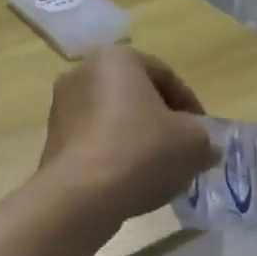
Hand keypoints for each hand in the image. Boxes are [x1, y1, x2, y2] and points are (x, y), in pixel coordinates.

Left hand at [40, 48, 214, 221]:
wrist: (81, 196)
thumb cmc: (141, 152)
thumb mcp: (193, 143)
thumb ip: (204, 138)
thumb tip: (204, 147)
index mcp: (116, 58)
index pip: (165, 76)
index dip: (191, 106)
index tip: (203, 134)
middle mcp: (82, 73)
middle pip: (136, 96)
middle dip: (162, 122)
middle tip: (183, 150)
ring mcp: (61, 108)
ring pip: (114, 120)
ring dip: (138, 139)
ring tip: (158, 171)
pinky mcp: (52, 141)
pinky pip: (95, 142)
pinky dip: (115, 156)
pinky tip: (131, 182)